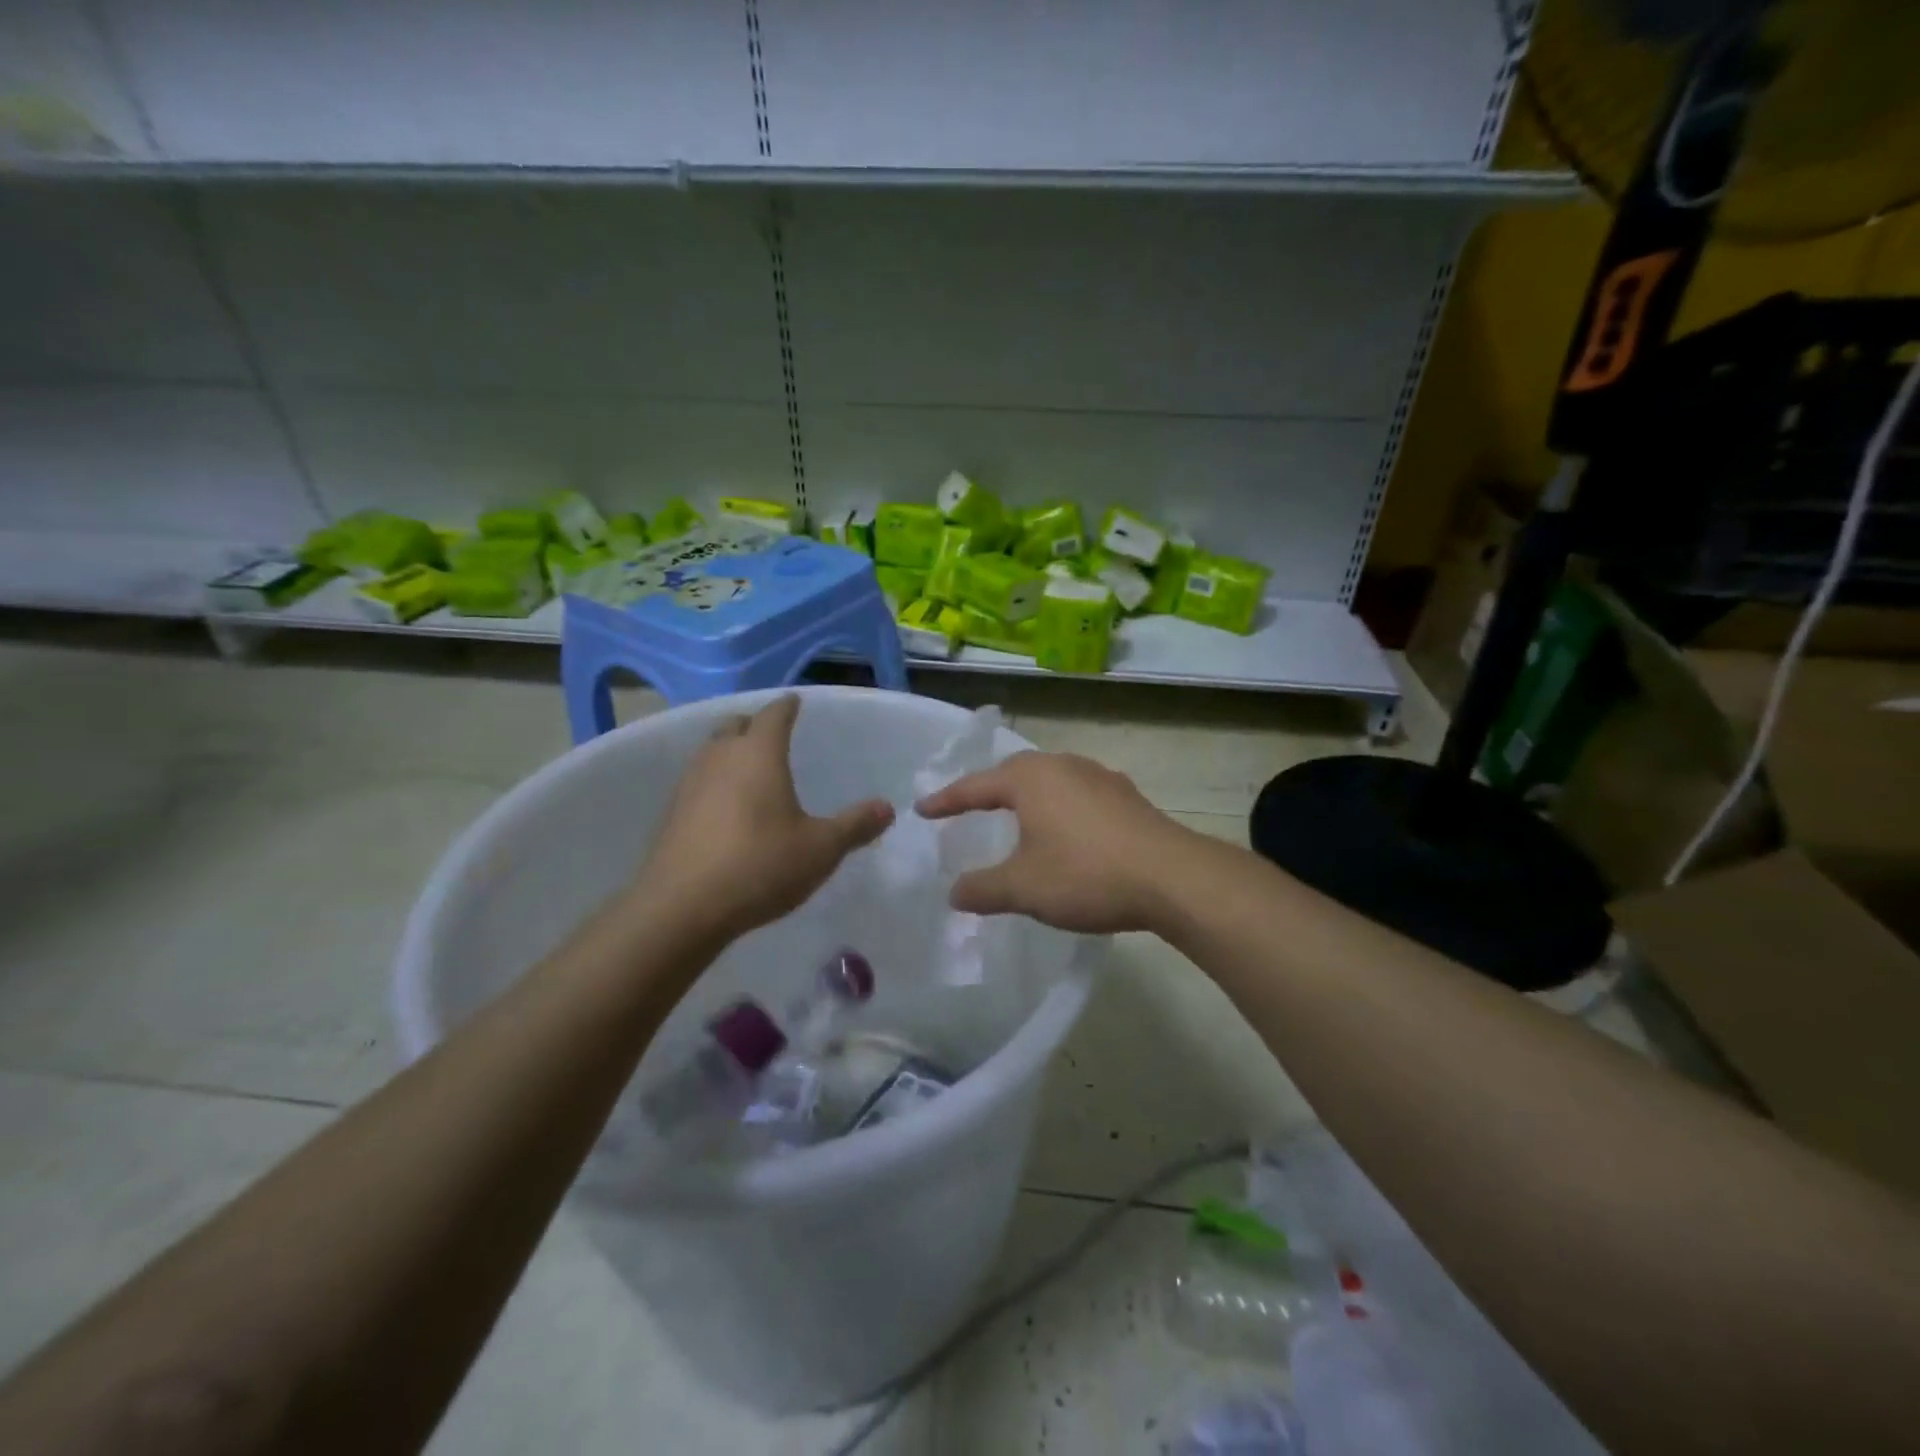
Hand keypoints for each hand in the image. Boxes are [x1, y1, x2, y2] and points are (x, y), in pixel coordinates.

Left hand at [635, 697, 893, 941]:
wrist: (682, 908)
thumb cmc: (760, 866)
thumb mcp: (821, 849)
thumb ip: (854, 826)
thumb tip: (887, 808)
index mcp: (759, 754)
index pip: (774, 715)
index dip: (787, 706)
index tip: (795, 701)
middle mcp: (720, 758)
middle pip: (735, 725)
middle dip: (754, 724)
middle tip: (772, 734)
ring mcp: (690, 784)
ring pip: (711, 751)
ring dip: (730, 751)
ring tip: (750, 768)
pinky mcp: (671, 813)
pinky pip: (697, 781)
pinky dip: (714, 781)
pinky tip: (726, 807)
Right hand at [916, 751, 1197, 934]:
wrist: (1172, 877)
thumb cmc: (1085, 875)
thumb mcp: (1023, 888)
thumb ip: (982, 890)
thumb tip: (954, 893)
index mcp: (1030, 779)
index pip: (976, 786)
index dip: (947, 800)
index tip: (922, 810)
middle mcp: (1063, 766)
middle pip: (1013, 772)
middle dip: (988, 789)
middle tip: (967, 806)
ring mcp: (1099, 777)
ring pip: (1050, 779)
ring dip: (1026, 796)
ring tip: (1014, 814)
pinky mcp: (1126, 796)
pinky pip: (1077, 794)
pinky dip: (1058, 807)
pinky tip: (1065, 829)